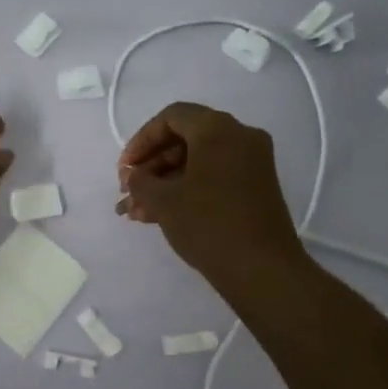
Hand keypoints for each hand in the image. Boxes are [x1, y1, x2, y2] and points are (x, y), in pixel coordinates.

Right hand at [117, 102, 304, 284]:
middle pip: (184, 138)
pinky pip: (213, 176)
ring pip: (197, 161)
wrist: (263, 270)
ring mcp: (251, 163)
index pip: (171, 117)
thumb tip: (133, 176)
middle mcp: (240, 137)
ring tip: (135, 211)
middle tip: (128, 190)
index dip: (141, 140)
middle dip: (151, 165)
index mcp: (218, 129)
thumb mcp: (164, 201)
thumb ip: (140, 181)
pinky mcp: (255, 187)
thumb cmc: (209, 225)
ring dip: (164, 182)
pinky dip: (186, 190)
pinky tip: (156, 216)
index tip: (125, 169)